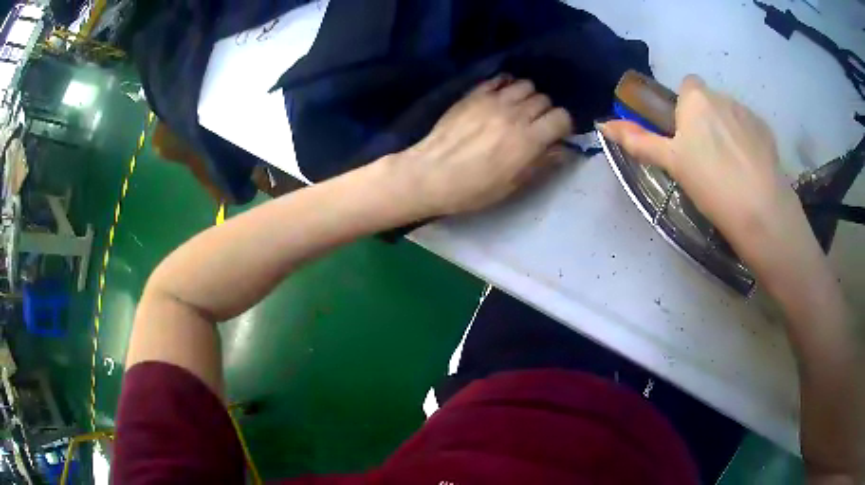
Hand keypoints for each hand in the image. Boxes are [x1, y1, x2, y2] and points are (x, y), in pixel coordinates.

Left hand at [393, 75, 572, 216]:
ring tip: (518, 110)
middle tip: (535, 125)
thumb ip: (541, 163)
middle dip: (545, 112)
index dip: (563, 126)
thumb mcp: (513, 185)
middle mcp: (515, 113)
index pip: (562, 117)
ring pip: (525, 85)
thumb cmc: (473, 188)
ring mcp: (493, 100)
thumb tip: (563, 150)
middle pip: (545, 99)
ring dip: (527, 97)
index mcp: (529, 139)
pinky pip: (499, 79)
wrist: (431, 173)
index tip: (555, 135)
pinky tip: (501, 97)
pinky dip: (506, 85)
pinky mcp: (474, 94)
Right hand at [600, 75, 809, 272]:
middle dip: (707, 120)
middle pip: (710, 101)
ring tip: (731, 169)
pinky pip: (751, 130)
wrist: (760, 210)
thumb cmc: (710, 182)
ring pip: (731, 115)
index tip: (687, 137)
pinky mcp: (767, 132)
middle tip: (707, 159)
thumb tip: (603, 125)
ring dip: (728, 131)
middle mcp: (722, 96)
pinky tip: (749, 171)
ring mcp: (748, 113)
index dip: (686, 108)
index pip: (687, 86)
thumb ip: (639, 141)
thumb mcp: (671, 163)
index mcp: (696, 98)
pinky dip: (747, 143)